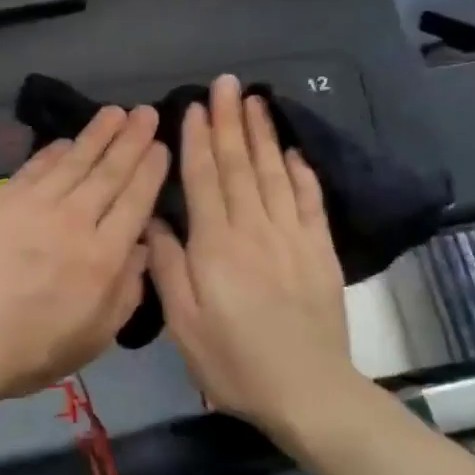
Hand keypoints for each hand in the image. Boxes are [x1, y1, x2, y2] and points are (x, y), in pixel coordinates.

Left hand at [0, 105, 168, 416]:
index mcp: (102, 257)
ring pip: (73, 160)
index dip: (150, 169)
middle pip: (108, 171)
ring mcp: (32, 206)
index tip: (161, 145)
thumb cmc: (27, 352)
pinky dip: (53, 151)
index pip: (135, 200)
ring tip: (115, 112)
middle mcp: (72, 221)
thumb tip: (142, 246)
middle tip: (146, 112)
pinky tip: (66, 141)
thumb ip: (126, 291)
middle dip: (131, 139)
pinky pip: (34, 167)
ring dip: (97, 134)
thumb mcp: (94, 338)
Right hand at [146, 75, 360, 446]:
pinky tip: (295, 150)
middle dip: (230, 121)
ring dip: (263, 134)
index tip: (194, 106)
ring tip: (256, 100)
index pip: (204, 179)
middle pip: (240, 165)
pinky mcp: (320, 251)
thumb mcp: (182, 321)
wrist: (307, 391)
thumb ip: (166, 265)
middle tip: (226, 83)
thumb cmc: (232, 359)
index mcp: (216, 244)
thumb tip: (154, 219)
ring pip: (275, 173)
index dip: (197, 140)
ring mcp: (292, 237)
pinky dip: (303, 172)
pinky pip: (311, 201)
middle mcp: (254, 229)